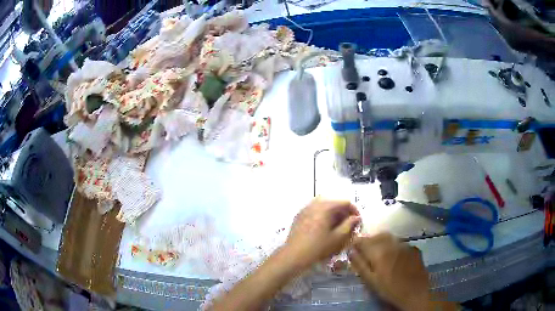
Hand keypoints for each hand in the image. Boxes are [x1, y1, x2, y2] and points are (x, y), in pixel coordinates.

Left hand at [285, 199, 360, 268]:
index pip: (345, 202)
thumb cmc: (318, 247)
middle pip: (334, 202)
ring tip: (337, 226)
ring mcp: (305, 209)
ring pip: (324, 205)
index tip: (358, 221)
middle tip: (348, 224)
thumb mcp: (338, 238)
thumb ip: (349, 225)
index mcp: (325, 207)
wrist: (294, 255)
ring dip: (333, 213)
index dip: (354, 210)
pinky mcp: (299, 216)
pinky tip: (324, 227)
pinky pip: (314, 210)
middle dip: (343, 212)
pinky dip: (323, 215)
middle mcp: (315, 204)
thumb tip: (356, 217)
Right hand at [348, 233, 430, 310]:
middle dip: (370, 240)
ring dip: (382, 242)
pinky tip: (395, 257)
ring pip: (390, 238)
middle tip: (365, 250)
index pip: (364, 241)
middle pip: (378, 236)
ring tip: (380, 253)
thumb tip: (351, 251)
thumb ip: (360, 264)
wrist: (415, 293)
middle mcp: (393, 244)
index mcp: (380, 252)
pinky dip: (394, 246)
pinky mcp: (414, 249)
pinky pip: (401, 242)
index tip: (353, 247)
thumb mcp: (371, 280)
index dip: (356, 242)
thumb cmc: (389, 290)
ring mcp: (406, 245)